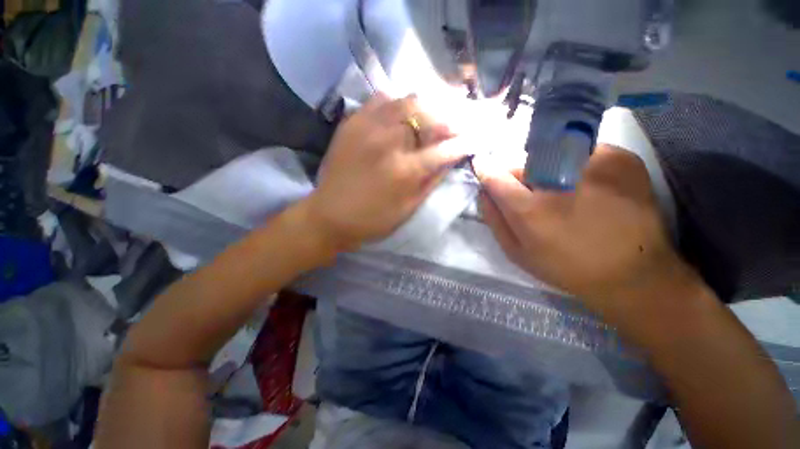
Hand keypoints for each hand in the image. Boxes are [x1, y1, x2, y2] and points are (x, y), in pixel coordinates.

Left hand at [304, 94, 467, 250]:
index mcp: (405, 170)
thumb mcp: (408, 208)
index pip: (444, 149)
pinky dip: (397, 102)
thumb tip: (450, 160)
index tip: (476, 138)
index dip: (464, 142)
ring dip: (427, 105)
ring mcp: (368, 127)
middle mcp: (389, 142)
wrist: (329, 215)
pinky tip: (402, 111)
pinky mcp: (352, 122)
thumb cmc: (372, 219)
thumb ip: (431, 181)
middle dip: (450, 117)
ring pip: (407, 101)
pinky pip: (380, 99)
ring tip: (436, 112)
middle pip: (429, 115)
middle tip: (459, 121)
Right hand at [475, 145, 698, 324]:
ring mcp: (595, 165)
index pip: (496, 176)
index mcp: (531, 209)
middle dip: (518, 176)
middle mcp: (559, 181)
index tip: (482, 165)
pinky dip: (577, 166)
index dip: (486, 170)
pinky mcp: (621, 158)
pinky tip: (589, 188)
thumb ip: (494, 220)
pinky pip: (582, 153)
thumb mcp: (518, 253)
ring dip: (547, 170)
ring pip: (551, 155)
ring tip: (563, 193)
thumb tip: (484, 192)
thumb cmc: (567, 267)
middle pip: (523, 163)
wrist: (633, 273)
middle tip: (531, 194)